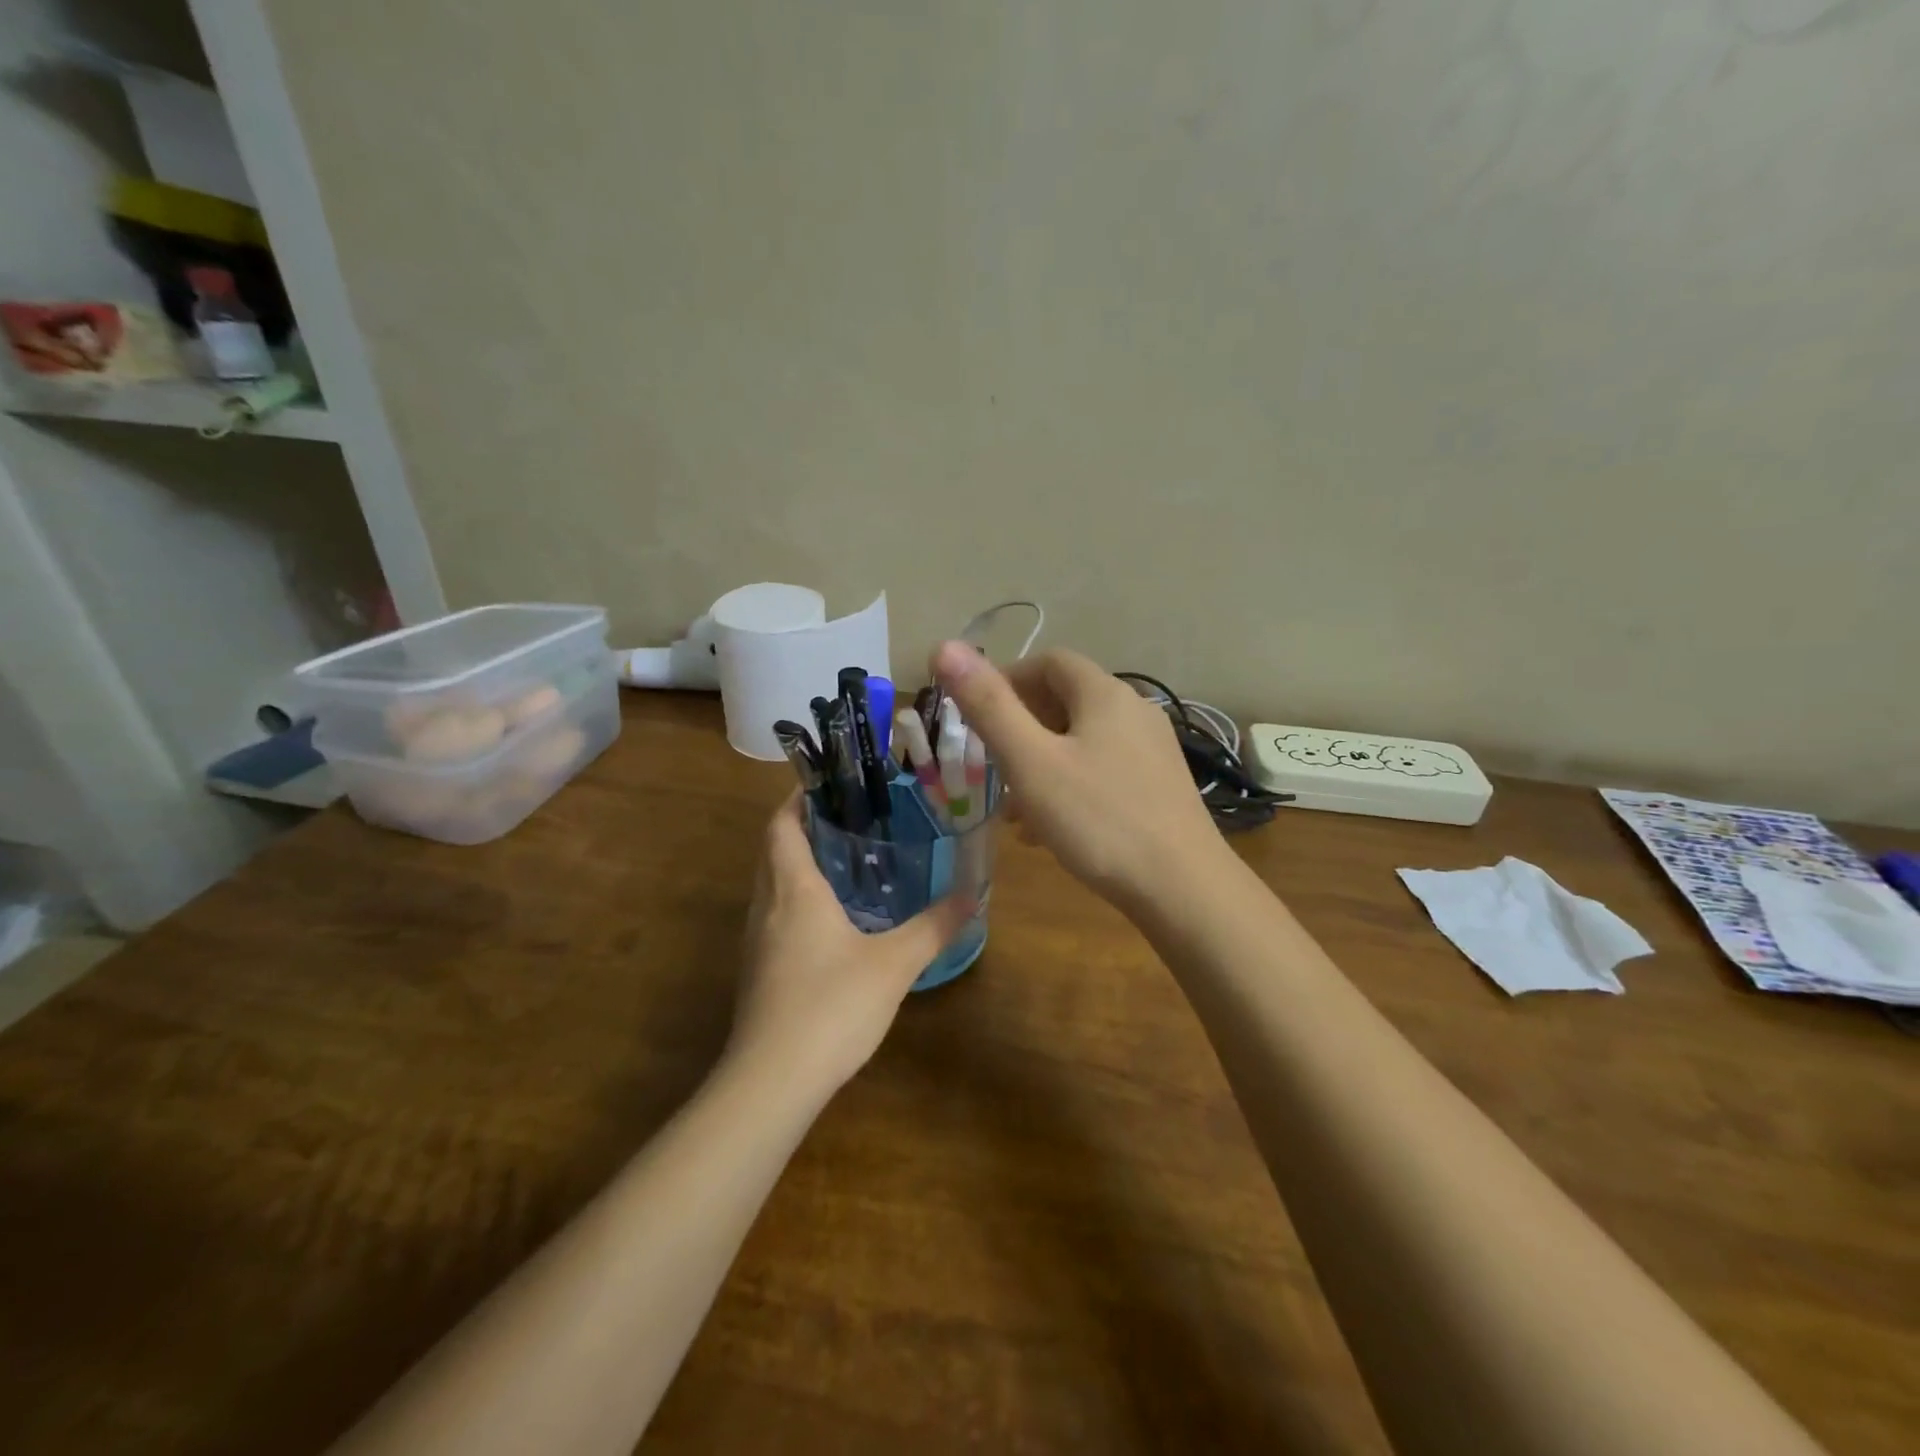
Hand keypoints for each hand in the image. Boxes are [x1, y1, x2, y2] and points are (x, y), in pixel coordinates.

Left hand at [729, 793, 975, 1095]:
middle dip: (803, 829)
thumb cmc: (831, 1006)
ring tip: (844, 861)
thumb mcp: (894, 964)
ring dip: (798, 866)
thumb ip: (933, 928)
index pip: (781, 826)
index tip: (827, 784)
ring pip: (771, 886)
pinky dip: (797, 901)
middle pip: (774, 852)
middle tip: (848, 819)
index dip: (797, 800)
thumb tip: (972, 897)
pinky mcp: (758, 972)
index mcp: (794, 890)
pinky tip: (832, 921)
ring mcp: (756, 942)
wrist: (771, 1081)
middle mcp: (766, 907)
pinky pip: (774, 917)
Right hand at [930, 640, 1228, 912]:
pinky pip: (1102, 769)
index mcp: (1105, 694)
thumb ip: (988, 706)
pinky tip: (1049, 829)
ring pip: (1082, 740)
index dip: (1007, 678)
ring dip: (1041, 762)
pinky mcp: (1159, 786)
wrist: (1184, 888)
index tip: (975, 714)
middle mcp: (1135, 711)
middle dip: (1021, 726)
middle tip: (990, 763)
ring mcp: (1152, 750)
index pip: (1049, 661)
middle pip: (1066, 700)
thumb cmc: (1099, 820)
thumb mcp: (1031, 763)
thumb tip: (944, 647)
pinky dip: (1069, 784)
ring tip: (1013, 807)